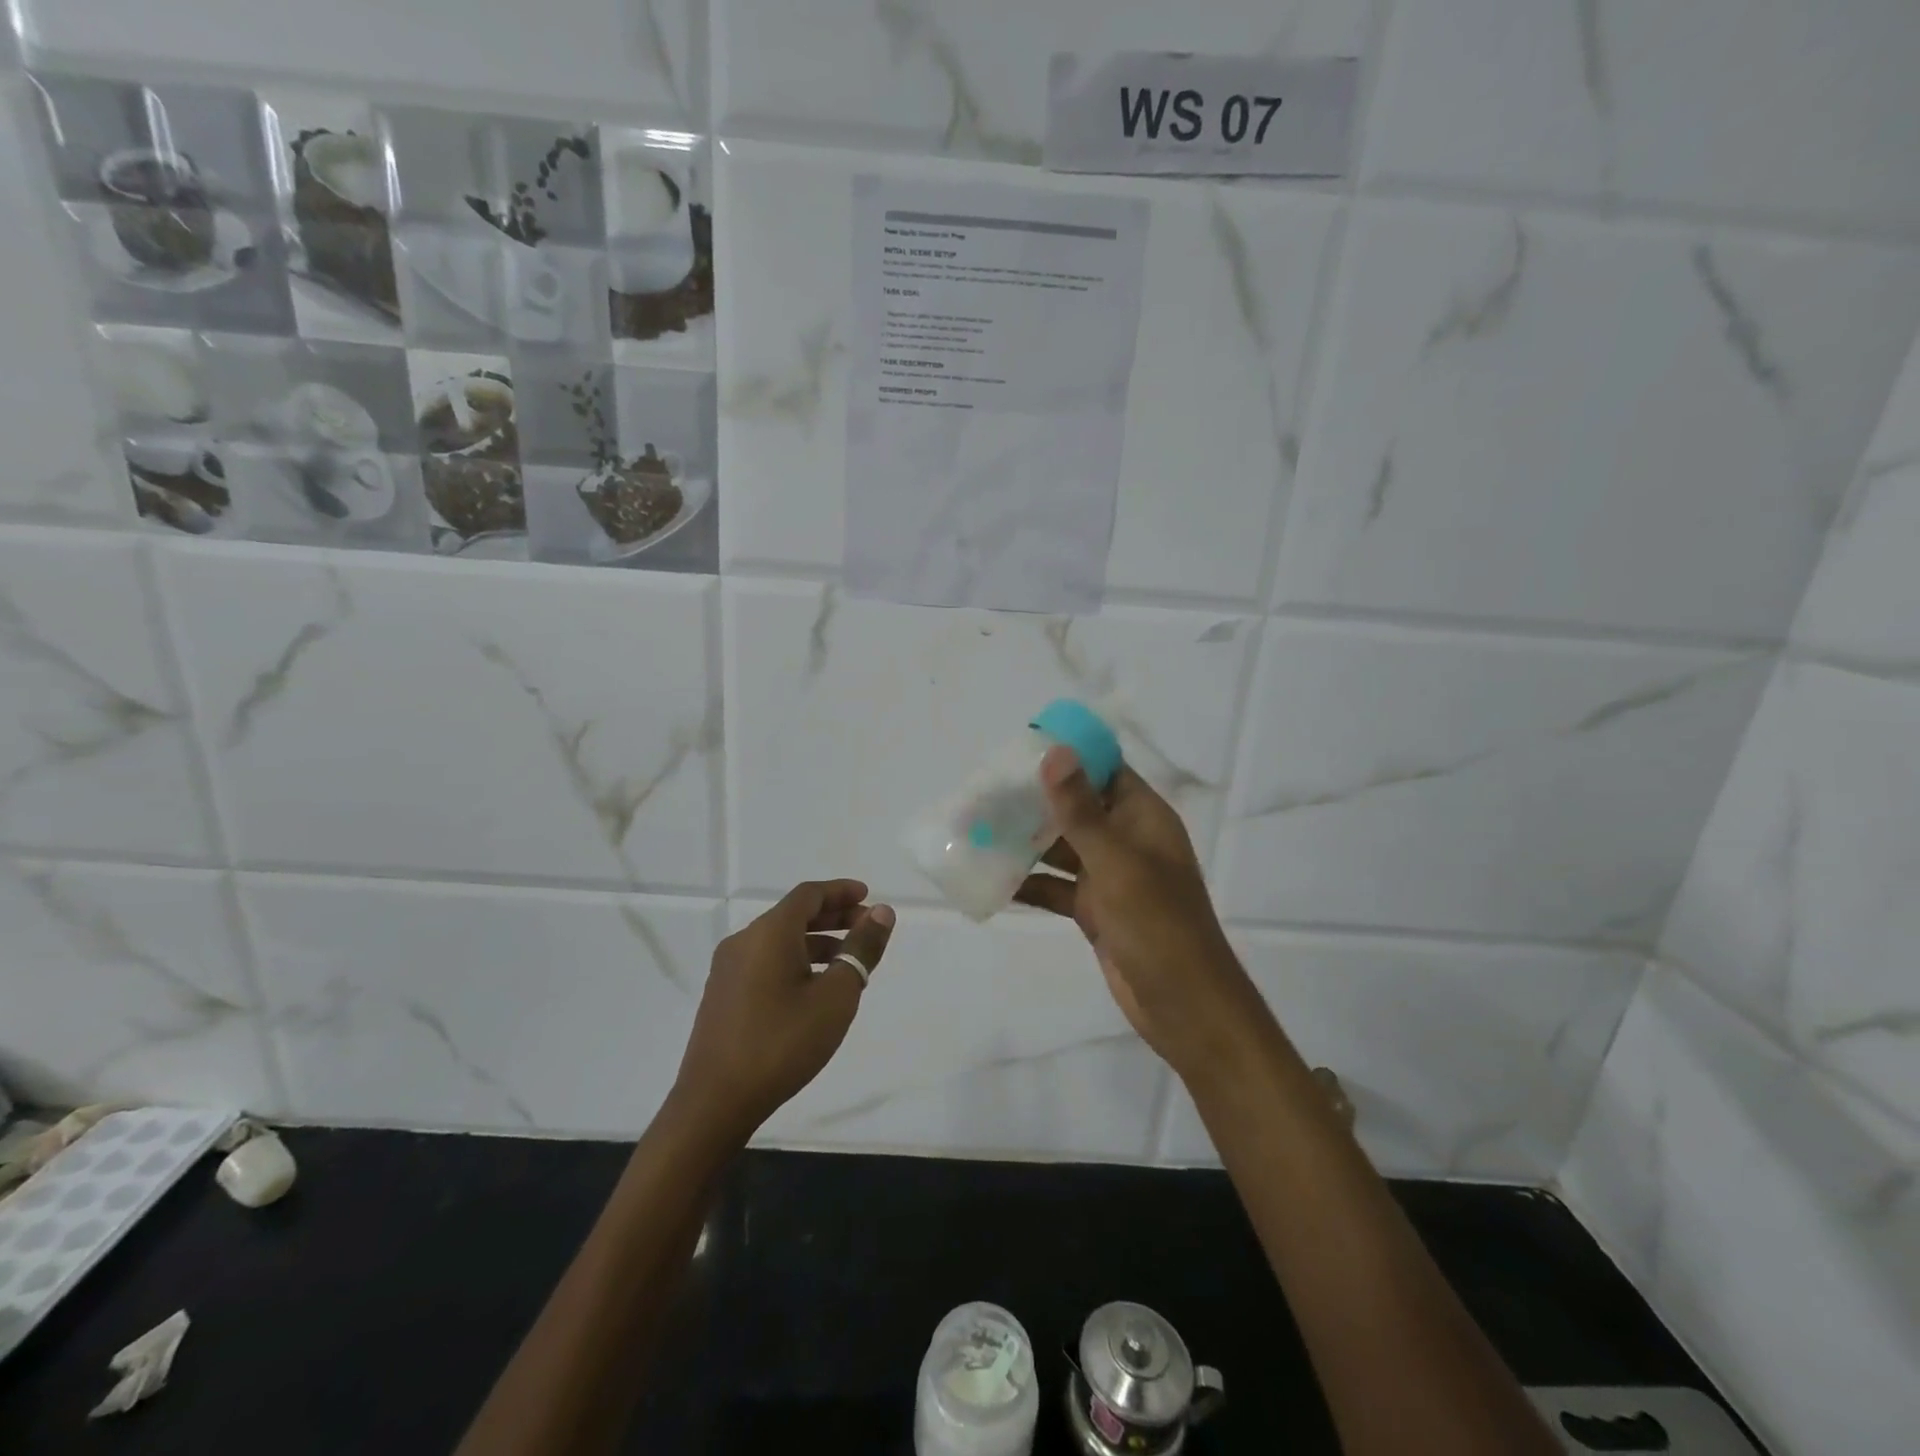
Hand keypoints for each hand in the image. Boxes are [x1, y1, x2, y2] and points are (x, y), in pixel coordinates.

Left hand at [674, 880, 894, 1140]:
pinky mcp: (722, 995)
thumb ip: (861, 949)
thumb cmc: (783, 1043)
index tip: (868, 896)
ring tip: (847, 960)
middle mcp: (744, 941)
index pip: (809, 895)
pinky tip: (813, 987)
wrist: (715, 1102)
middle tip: (865, 927)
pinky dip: (795, 959)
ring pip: (778, 940)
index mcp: (769, 933)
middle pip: (793, 914)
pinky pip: (764, 961)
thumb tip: (881, 913)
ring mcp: (728, 969)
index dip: (840, 891)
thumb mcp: (836, 996)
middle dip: (832, 916)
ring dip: (815, 941)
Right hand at [1015, 748, 1260, 1077]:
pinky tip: (990, 877)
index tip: (1018, 748)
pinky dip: (1028, 882)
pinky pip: (1056, 886)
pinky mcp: (1094, 909)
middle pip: (1076, 807)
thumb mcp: (1116, 862)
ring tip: (977, 828)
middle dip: (1034, 800)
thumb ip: (1080, 810)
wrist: (1184, 1005)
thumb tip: (1054, 751)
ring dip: (1024, 841)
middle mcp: (1126, 840)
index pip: (1104, 770)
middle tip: (984, 790)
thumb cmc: (1157, 924)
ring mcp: (1109, 876)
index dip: (1067, 755)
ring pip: (1061, 848)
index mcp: (1142, 817)